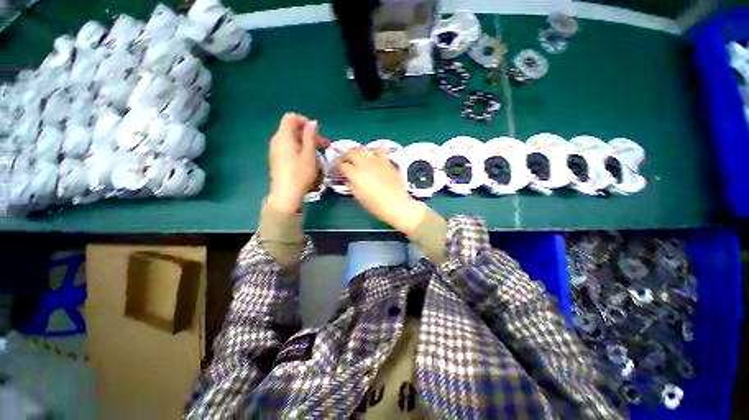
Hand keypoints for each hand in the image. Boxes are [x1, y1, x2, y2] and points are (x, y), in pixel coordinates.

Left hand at [267, 113, 327, 213]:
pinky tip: (307, 159)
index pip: (291, 117)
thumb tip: (312, 122)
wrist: (286, 194)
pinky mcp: (276, 159)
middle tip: (324, 144)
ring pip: (291, 139)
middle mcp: (277, 140)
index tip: (316, 132)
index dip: (304, 121)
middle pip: (291, 129)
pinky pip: (288, 148)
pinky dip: (299, 149)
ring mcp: (275, 150)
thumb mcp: (309, 155)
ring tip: (318, 153)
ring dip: (305, 142)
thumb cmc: (300, 174)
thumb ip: (310, 136)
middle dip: (308, 134)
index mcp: (284, 136)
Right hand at [339, 147, 426, 234]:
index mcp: (357, 175)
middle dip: (345, 155)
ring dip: (359, 152)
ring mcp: (378, 161)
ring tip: (358, 159)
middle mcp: (366, 164)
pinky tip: (373, 160)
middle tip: (344, 162)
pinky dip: (373, 153)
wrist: (399, 205)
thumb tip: (348, 180)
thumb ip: (352, 186)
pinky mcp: (388, 162)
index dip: (337, 168)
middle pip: (352, 152)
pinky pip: (379, 152)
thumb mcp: (360, 199)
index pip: (342, 166)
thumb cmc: (378, 206)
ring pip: (365, 149)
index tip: (336, 171)